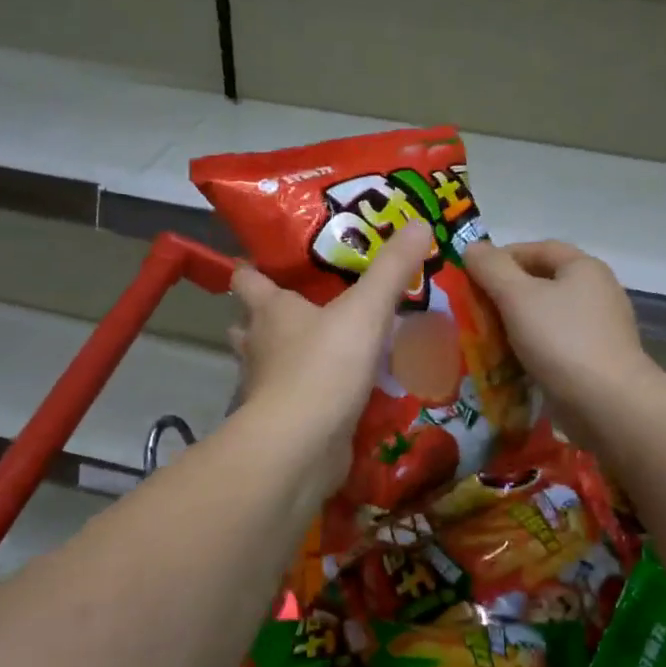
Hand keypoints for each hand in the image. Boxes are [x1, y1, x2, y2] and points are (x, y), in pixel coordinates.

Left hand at [229, 221, 432, 503]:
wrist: (302, 445)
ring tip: (323, 347)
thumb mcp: (366, 309)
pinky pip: (294, 399)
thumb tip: (420, 221)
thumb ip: (392, 269)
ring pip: (268, 363)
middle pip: (249, 323)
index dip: (252, 266)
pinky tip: (337, 392)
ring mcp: (266, 387)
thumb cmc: (324, 365)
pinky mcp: (282, 422)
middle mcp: (259, 346)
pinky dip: (308, 393)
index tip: (266, 258)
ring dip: (286, 355)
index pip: (246, 278)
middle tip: (305, 304)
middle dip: (267, 315)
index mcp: (269, 311)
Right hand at [462, 239, 657, 446]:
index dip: (503, 256)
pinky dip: (533, 348)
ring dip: (517, 323)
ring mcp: (600, 328)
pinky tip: (512, 362)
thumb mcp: (517, 297)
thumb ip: (492, 268)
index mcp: (584, 268)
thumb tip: (472, 247)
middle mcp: (597, 291)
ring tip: (486, 337)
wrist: (607, 403)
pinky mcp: (597, 359)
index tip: (473, 274)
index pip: (539, 248)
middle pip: (544, 282)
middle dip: (507, 292)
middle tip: (475, 308)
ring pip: (548, 316)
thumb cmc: (561, 340)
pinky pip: (557, 344)